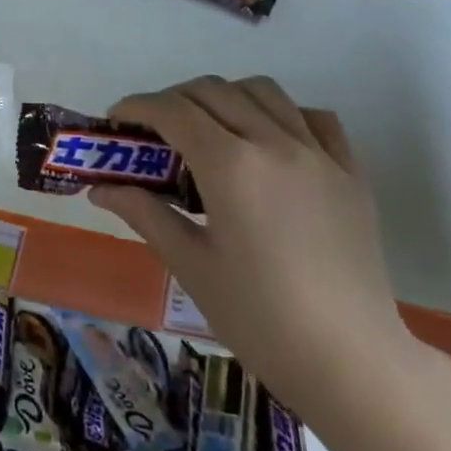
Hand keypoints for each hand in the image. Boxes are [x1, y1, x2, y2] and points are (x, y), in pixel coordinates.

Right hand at [88, 75, 414, 414]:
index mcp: (230, 166)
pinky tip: (267, 141)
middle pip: (214, 91)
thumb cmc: (258, 317)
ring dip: (224, 97)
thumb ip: (144, 213)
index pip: (173, 110)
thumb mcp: (189, 263)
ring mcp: (320, 154)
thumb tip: (99, 189)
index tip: (114, 121)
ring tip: (207, 129)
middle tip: (152, 132)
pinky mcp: (351, 172)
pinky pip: (314, 118)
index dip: (136, 106)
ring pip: (264, 91)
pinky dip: (281, 113)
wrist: (350, 360)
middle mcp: (275, 144)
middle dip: (172, 99)